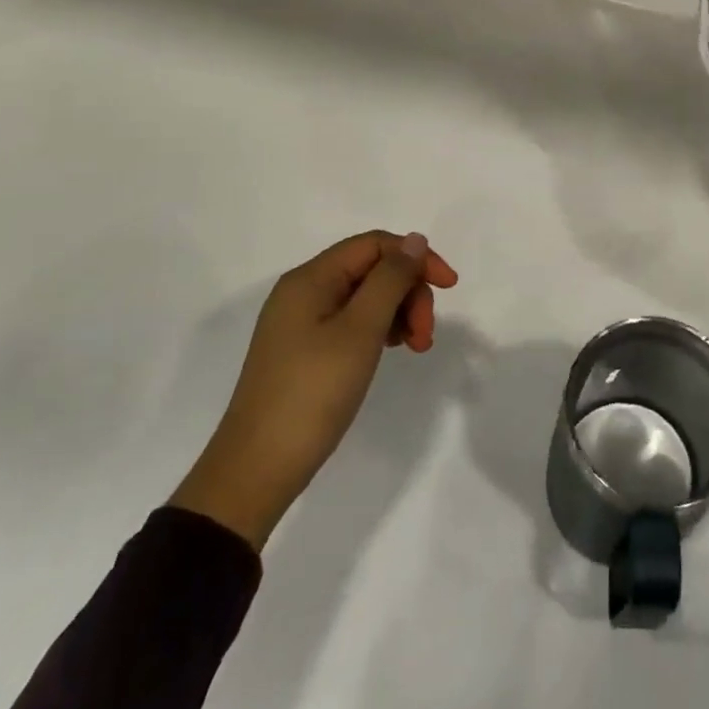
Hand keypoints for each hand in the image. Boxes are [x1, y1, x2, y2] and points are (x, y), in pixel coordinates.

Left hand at [169, 231, 458, 548]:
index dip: (416, 258)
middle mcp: (304, 292)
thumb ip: (390, 279)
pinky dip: (380, 330)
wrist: (257, 468)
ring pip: (366, 297)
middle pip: (372, 270)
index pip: (375, 244)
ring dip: (399, 313)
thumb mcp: (360, 330)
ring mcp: (302, 322)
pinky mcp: (305, 350)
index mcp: (311, 279)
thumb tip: (415, 240)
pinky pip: (353, 322)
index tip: (450, 287)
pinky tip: (392, 351)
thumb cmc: (313, 392)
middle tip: (426, 335)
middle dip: (408, 292)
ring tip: (416, 348)